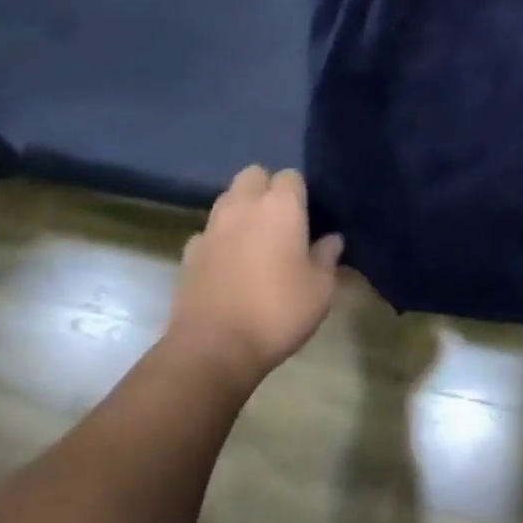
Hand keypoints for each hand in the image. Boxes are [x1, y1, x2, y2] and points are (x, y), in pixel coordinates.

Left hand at [166, 166, 343, 388]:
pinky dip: (217, 241)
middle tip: (278, 220)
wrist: (213, 347)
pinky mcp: (189, 252)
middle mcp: (244, 205)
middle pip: (253, 175)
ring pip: (227, 199)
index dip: (299, 193)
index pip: (291, 176)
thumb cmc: (277, 312)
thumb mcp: (320, 291)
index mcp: (281, 206)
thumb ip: (327, 258)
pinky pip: (207, 233)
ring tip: (253, 240)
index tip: (307, 217)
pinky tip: (226, 265)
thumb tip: (333, 240)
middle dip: (264, 188)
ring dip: (240, 210)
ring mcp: (212, 226)